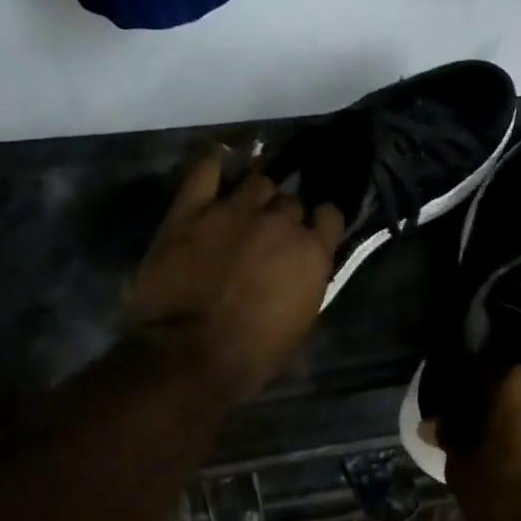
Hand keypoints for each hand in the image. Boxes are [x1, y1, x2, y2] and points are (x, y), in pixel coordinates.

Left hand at [126, 152, 344, 404]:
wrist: (190, 356)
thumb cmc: (253, 354)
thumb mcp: (301, 322)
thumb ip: (308, 281)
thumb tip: (306, 265)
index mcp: (313, 252)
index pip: (329, 215)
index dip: (318, 224)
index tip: (310, 235)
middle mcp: (280, 222)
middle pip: (290, 200)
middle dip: (283, 215)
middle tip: (268, 234)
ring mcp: (235, 210)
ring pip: (257, 182)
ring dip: (255, 196)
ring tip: (243, 209)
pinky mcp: (192, 210)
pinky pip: (207, 169)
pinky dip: (215, 164)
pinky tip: (219, 166)